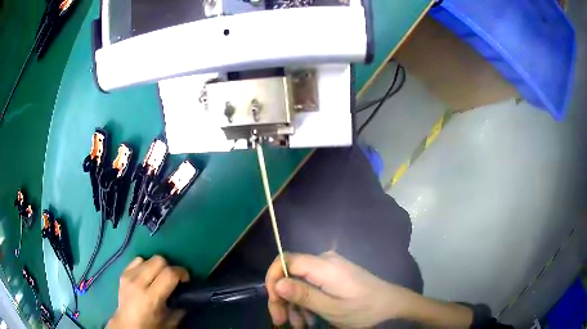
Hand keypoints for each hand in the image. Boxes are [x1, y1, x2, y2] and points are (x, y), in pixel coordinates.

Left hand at [107, 255, 189, 328]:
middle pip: (158, 260)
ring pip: (148, 258)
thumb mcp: (170, 322)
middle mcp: (138, 283)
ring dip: (157, 266)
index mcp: (151, 297)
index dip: (181, 273)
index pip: (169, 274)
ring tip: (159, 278)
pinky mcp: (123, 273)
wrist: (127, 325)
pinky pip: (137, 260)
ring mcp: (128, 276)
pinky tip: (147, 276)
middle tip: (173, 279)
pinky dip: (145, 265)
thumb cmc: (151, 326)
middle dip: (170, 267)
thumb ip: (180, 307)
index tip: (186, 279)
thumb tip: (187, 295)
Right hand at [265, 251, 415, 327]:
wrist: (390, 304)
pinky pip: (311, 285)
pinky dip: (306, 302)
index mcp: (324, 266)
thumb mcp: (331, 308)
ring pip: (299, 282)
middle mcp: (324, 261)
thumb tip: (277, 283)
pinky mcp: (333, 275)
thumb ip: (303, 295)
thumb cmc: (363, 309)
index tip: (273, 302)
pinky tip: (309, 319)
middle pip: (290, 274)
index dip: (272, 278)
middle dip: (282, 298)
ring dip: (294, 305)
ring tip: (299, 326)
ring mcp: (329, 267)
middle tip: (281, 321)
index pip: (285, 260)